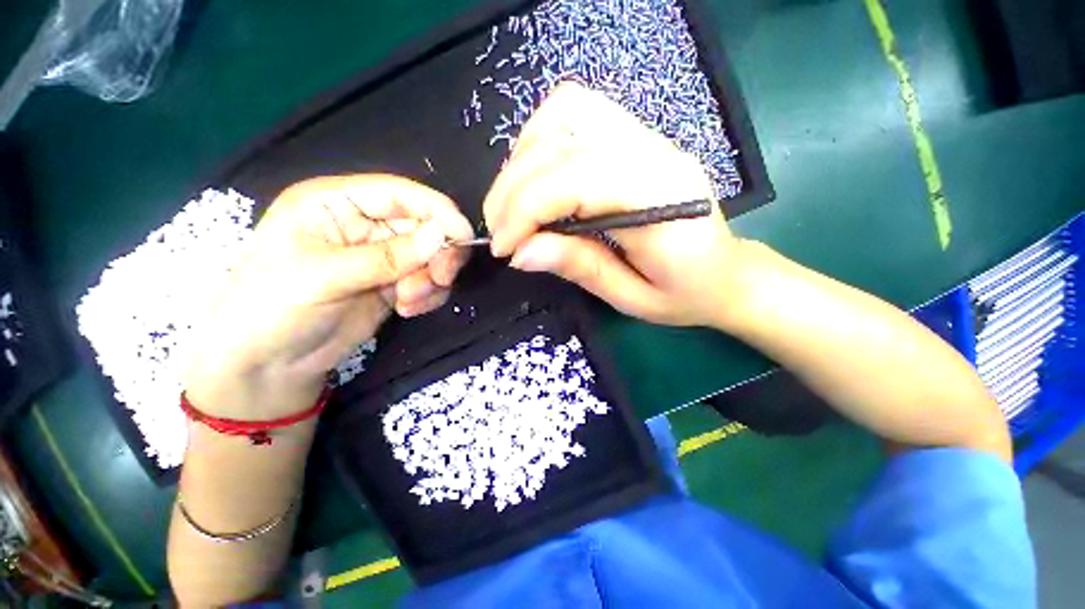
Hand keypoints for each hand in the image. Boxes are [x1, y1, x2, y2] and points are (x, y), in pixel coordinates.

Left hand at [185, 175, 472, 419]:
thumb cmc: (273, 308)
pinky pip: (428, 281)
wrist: (269, 365)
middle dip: (438, 253)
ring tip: (408, 302)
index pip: (399, 194)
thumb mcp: (325, 277)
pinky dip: (428, 295)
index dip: (437, 210)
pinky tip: (406, 310)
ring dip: (431, 279)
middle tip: (441, 278)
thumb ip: (387, 256)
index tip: (464, 236)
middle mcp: (364, 225)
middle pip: (424, 226)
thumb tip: (442, 236)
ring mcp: (382, 257)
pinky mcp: (394, 284)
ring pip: (431, 256)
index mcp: (336, 204)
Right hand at [484, 82, 744, 326]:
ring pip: (564, 112)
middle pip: (561, 142)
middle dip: (513, 189)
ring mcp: (647, 136)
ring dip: (523, 157)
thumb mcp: (631, 297)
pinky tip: (535, 177)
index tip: (504, 249)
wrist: (726, 273)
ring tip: (513, 205)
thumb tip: (521, 252)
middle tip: (500, 231)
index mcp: (662, 199)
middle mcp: (655, 153)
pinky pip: (576, 111)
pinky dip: (542, 139)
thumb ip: (580, 267)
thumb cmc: (685, 294)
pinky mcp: (635, 135)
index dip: (524, 211)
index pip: (573, 180)